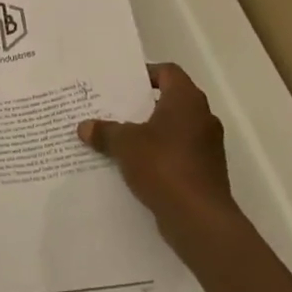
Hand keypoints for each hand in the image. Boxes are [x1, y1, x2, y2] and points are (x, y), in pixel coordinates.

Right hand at [78, 63, 236, 244]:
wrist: (200, 220)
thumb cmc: (164, 166)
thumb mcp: (125, 144)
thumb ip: (104, 131)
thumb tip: (84, 127)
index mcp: (186, 100)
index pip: (168, 72)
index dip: (145, 74)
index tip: (122, 84)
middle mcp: (202, 118)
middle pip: (170, 100)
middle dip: (142, 105)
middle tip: (113, 108)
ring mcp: (207, 147)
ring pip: (174, 129)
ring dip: (151, 132)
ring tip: (119, 137)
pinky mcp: (206, 172)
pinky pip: (178, 153)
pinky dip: (160, 155)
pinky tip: (135, 165)